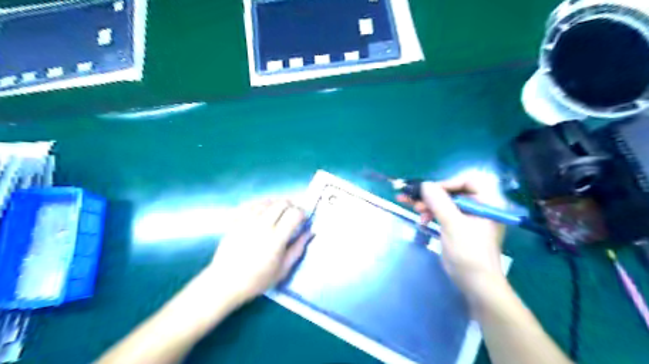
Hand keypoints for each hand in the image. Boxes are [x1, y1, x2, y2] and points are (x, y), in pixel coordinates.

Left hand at [204, 199, 312, 304]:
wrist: (224, 282)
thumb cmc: (257, 280)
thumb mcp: (283, 269)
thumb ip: (298, 248)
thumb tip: (310, 232)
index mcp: (276, 238)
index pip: (294, 213)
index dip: (302, 213)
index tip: (303, 220)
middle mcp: (262, 225)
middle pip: (282, 203)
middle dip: (292, 206)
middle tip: (292, 215)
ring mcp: (247, 220)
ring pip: (267, 201)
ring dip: (277, 204)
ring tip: (279, 213)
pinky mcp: (236, 220)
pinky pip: (251, 204)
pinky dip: (261, 204)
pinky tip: (263, 210)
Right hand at [396, 176, 505, 300]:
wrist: (475, 283)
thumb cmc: (469, 252)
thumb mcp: (453, 224)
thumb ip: (438, 201)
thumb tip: (424, 184)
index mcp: (487, 202)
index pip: (467, 181)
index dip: (447, 183)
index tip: (429, 191)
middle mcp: (479, 206)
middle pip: (453, 192)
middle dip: (432, 196)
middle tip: (413, 198)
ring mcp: (469, 217)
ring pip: (445, 203)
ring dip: (429, 205)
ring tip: (414, 209)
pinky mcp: (459, 227)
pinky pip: (444, 213)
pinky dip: (432, 214)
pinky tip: (421, 220)